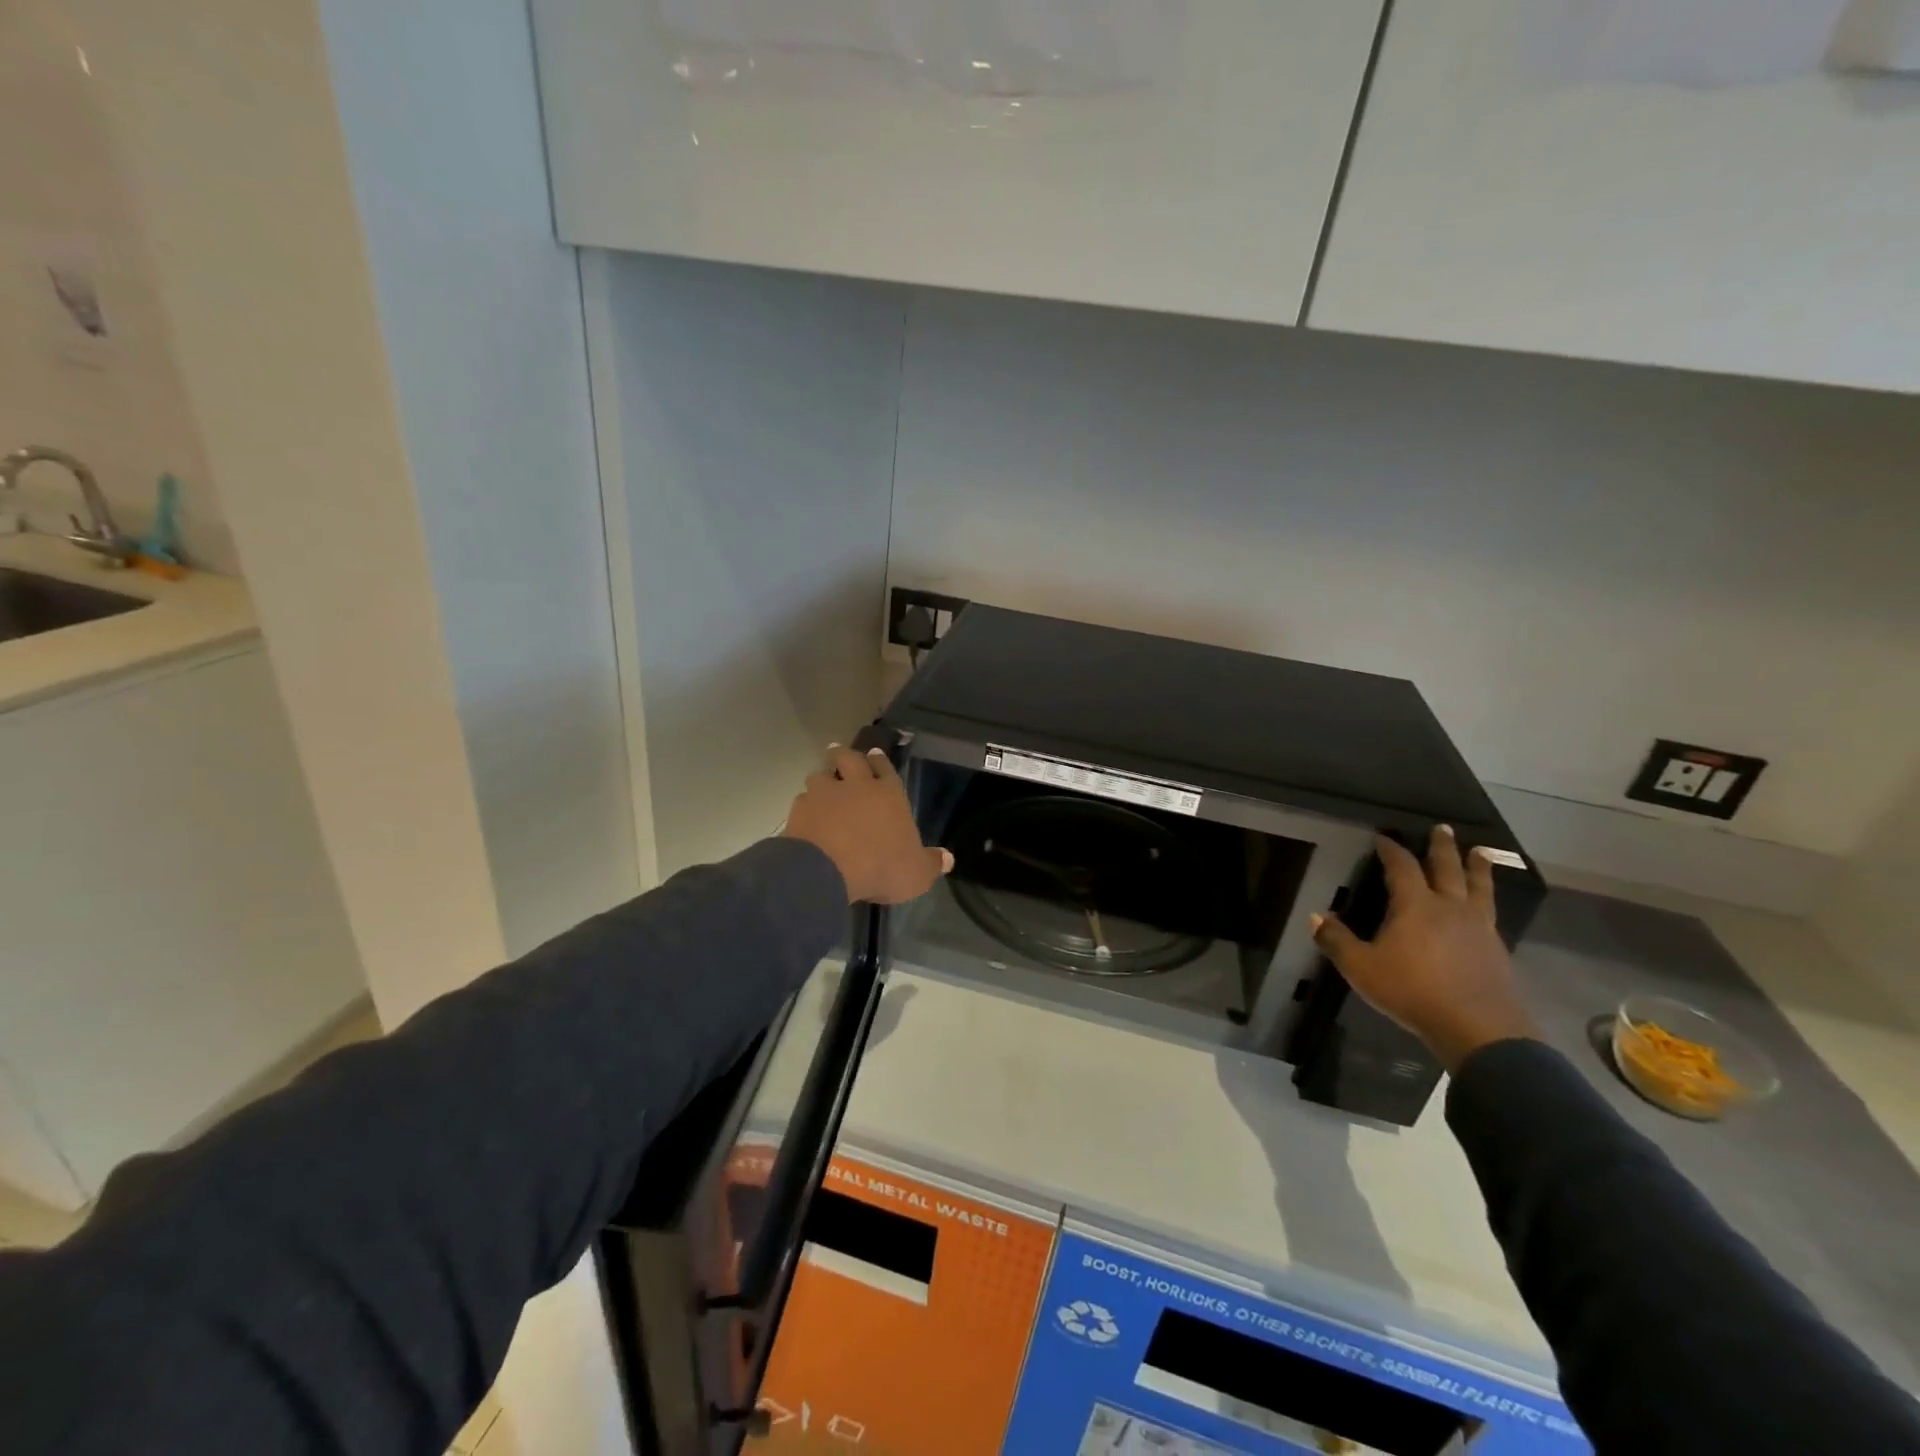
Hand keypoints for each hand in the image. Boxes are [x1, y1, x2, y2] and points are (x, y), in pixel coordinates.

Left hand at [782, 746, 952, 905]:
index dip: (880, 761)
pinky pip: (802, 799)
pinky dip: (805, 805)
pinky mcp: (800, 809)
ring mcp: (824, 794)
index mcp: (888, 794)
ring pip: (821, 775)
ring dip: (823, 778)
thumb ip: (931, 863)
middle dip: (845, 754)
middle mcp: (856, 786)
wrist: (826, 870)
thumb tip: (947, 858)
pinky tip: (806, 814)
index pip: (885, 769)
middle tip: (840, 753)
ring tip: (822, 783)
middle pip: (849, 759)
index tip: (874, 754)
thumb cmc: (880, 867)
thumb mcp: (916, 873)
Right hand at [1311, 826, 1538, 1071]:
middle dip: (1442, 848)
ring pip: (1478, 888)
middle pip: (1447, 869)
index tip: (1384, 837)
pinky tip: (1484, 906)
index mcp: (1415, 905)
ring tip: (1480, 853)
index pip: (1402, 867)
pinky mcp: (1496, 950)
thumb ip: (1337, 941)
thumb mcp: (1362, 968)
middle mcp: (1449, 908)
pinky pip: (1490, 913)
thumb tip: (1315, 916)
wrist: (1479, 1029)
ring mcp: (1478, 928)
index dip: (1392, 850)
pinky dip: (1486, 900)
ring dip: (1477, 868)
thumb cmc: (1413, 992)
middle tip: (1444, 828)